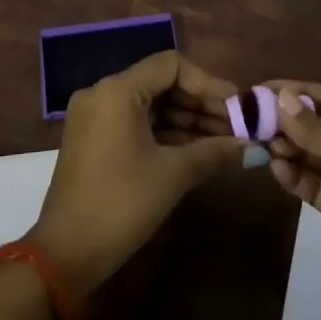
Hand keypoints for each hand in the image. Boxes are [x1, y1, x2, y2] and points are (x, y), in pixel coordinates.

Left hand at [27, 51, 250, 294]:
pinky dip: (166, 133)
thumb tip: (254, 147)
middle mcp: (103, 93)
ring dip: (187, 121)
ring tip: (226, 142)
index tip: (238, 105)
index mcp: (117, 90)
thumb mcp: (173, 175)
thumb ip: (214, 152)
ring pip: (151, 105)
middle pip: (161, 83)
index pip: (171, 65)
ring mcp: (95, 116)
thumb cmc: (122, 204)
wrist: (66, 253)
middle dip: (201, 104)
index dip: (208, 83)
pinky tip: (198, 150)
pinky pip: (136, 122)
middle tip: (238, 126)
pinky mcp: (94, 138)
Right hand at [267, 82, 320, 319]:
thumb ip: (320, 130)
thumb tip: (280, 99)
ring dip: (290, 149)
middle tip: (251, 120)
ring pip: (317, 157)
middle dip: (290, 121)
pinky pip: (318, 188)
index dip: (299, 91)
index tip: (262, 90)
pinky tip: (276, 172)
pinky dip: (297, 178)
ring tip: (259, 145)